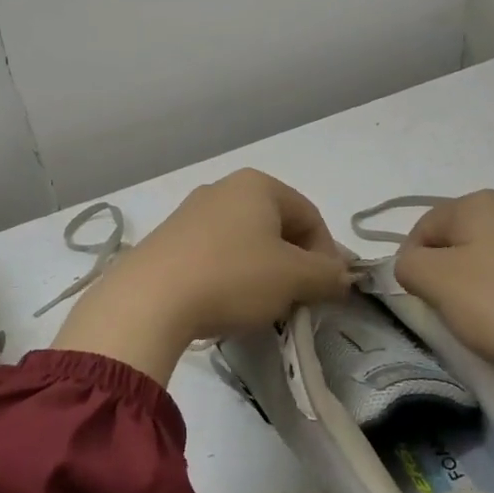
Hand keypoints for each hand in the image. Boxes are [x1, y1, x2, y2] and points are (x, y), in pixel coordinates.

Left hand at [53, 169, 350, 384]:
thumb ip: (328, 275)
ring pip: (246, 242)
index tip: (326, 291)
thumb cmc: (233, 277)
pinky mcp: (168, 239)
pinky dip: (230, 276)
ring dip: (263, 273)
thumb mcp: (294, 278)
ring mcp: (191, 212)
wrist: (150, 299)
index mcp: (258, 185)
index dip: (327, 255)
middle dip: (294, 264)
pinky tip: (225, 304)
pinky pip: (215, 254)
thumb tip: (343, 277)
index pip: (311, 216)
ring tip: (261, 307)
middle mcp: (223, 188)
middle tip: (297, 300)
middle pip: (277, 227)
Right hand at [394, 191, 493, 451]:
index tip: (422, 302)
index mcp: (476, 203)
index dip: (412, 265)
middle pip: (460, 242)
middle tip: (453, 314)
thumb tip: (414, 264)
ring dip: (483, 288)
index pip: (422, 228)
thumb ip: (409, 266)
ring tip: (493, 325)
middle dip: (449, 276)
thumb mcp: (438, 284)